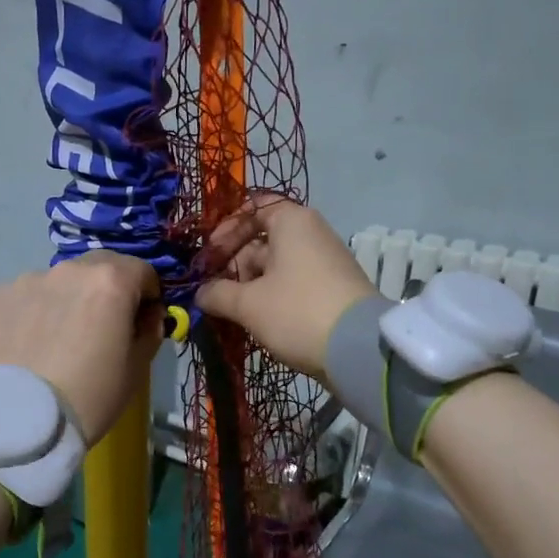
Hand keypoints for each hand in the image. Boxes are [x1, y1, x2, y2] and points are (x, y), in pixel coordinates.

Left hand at [0, 252, 162, 443]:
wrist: (20, 421)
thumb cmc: (91, 396)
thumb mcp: (136, 368)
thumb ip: (150, 330)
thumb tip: (148, 315)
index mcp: (112, 281)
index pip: (143, 271)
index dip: (148, 295)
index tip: (142, 319)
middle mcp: (71, 268)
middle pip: (102, 266)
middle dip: (110, 288)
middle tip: (104, 324)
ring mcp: (31, 278)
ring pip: (63, 280)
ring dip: (72, 296)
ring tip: (63, 335)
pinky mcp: (0, 294)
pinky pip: (31, 294)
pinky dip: (38, 308)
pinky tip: (34, 340)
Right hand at [193, 197, 376, 380]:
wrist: (358, 349)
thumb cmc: (297, 311)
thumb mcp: (248, 304)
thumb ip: (218, 294)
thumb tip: (200, 294)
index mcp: (292, 222)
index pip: (253, 208)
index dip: (226, 229)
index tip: (209, 257)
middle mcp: (310, 233)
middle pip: (261, 240)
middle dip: (234, 266)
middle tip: (215, 294)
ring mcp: (324, 261)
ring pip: (275, 266)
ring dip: (249, 286)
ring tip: (233, 313)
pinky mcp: (331, 288)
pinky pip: (292, 283)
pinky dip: (271, 296)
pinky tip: (257, 321)